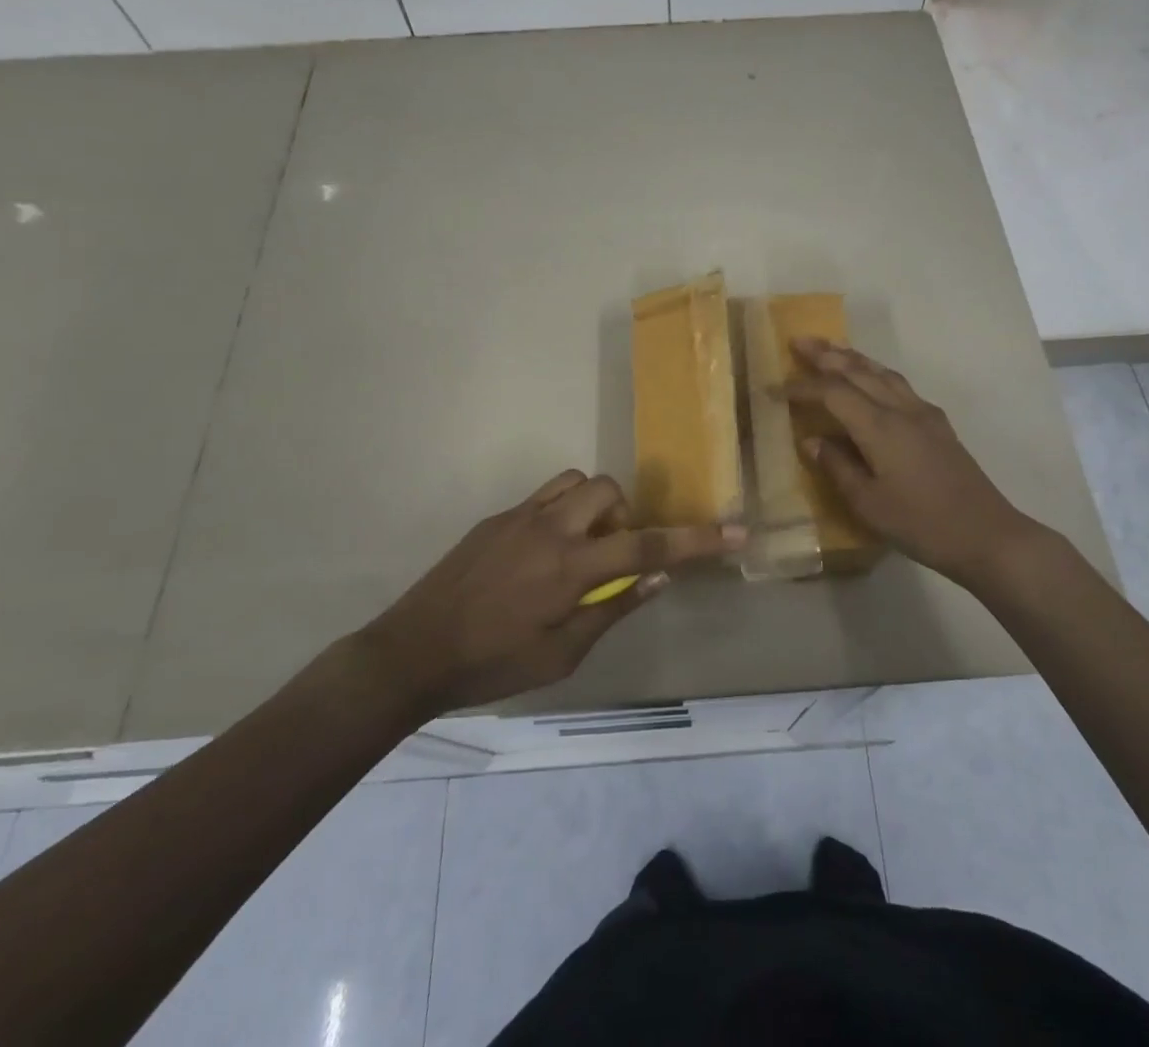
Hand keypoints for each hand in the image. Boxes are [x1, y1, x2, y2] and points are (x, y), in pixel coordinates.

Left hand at [361, 470, 742, 713]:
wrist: (412, 651)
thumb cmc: (491, 665)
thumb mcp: (561, 655)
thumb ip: (612, 608)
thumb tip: (657, 577)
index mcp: (570, 568)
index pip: (648, 546)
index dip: (696, 539)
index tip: (736, 530)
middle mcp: (549, 529)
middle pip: (608, 490)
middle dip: (624, 515)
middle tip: (610, 556)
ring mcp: (519, 517)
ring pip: (575, 482)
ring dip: (592, 507)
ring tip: (580, 549)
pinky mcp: (496, 518)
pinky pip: (545, 496)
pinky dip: (561, 512)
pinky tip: (542, 555)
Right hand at [782, 338, 1046, 587]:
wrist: (987, 534)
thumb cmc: (921, 524)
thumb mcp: (869, 503)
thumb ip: (837, 467)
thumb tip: (811, 440)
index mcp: (879, 426)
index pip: (833, 393)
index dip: (803, 388)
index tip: (776, 389)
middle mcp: (901, 409)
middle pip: (859, 371)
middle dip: (826, 354)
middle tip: (799, 341)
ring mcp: (924, 414)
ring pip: (882, 372)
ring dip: (854, 357)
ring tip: (832, 348)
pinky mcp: (938, 424)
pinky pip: (900, 384)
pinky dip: (877, 372)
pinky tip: (874, 379)